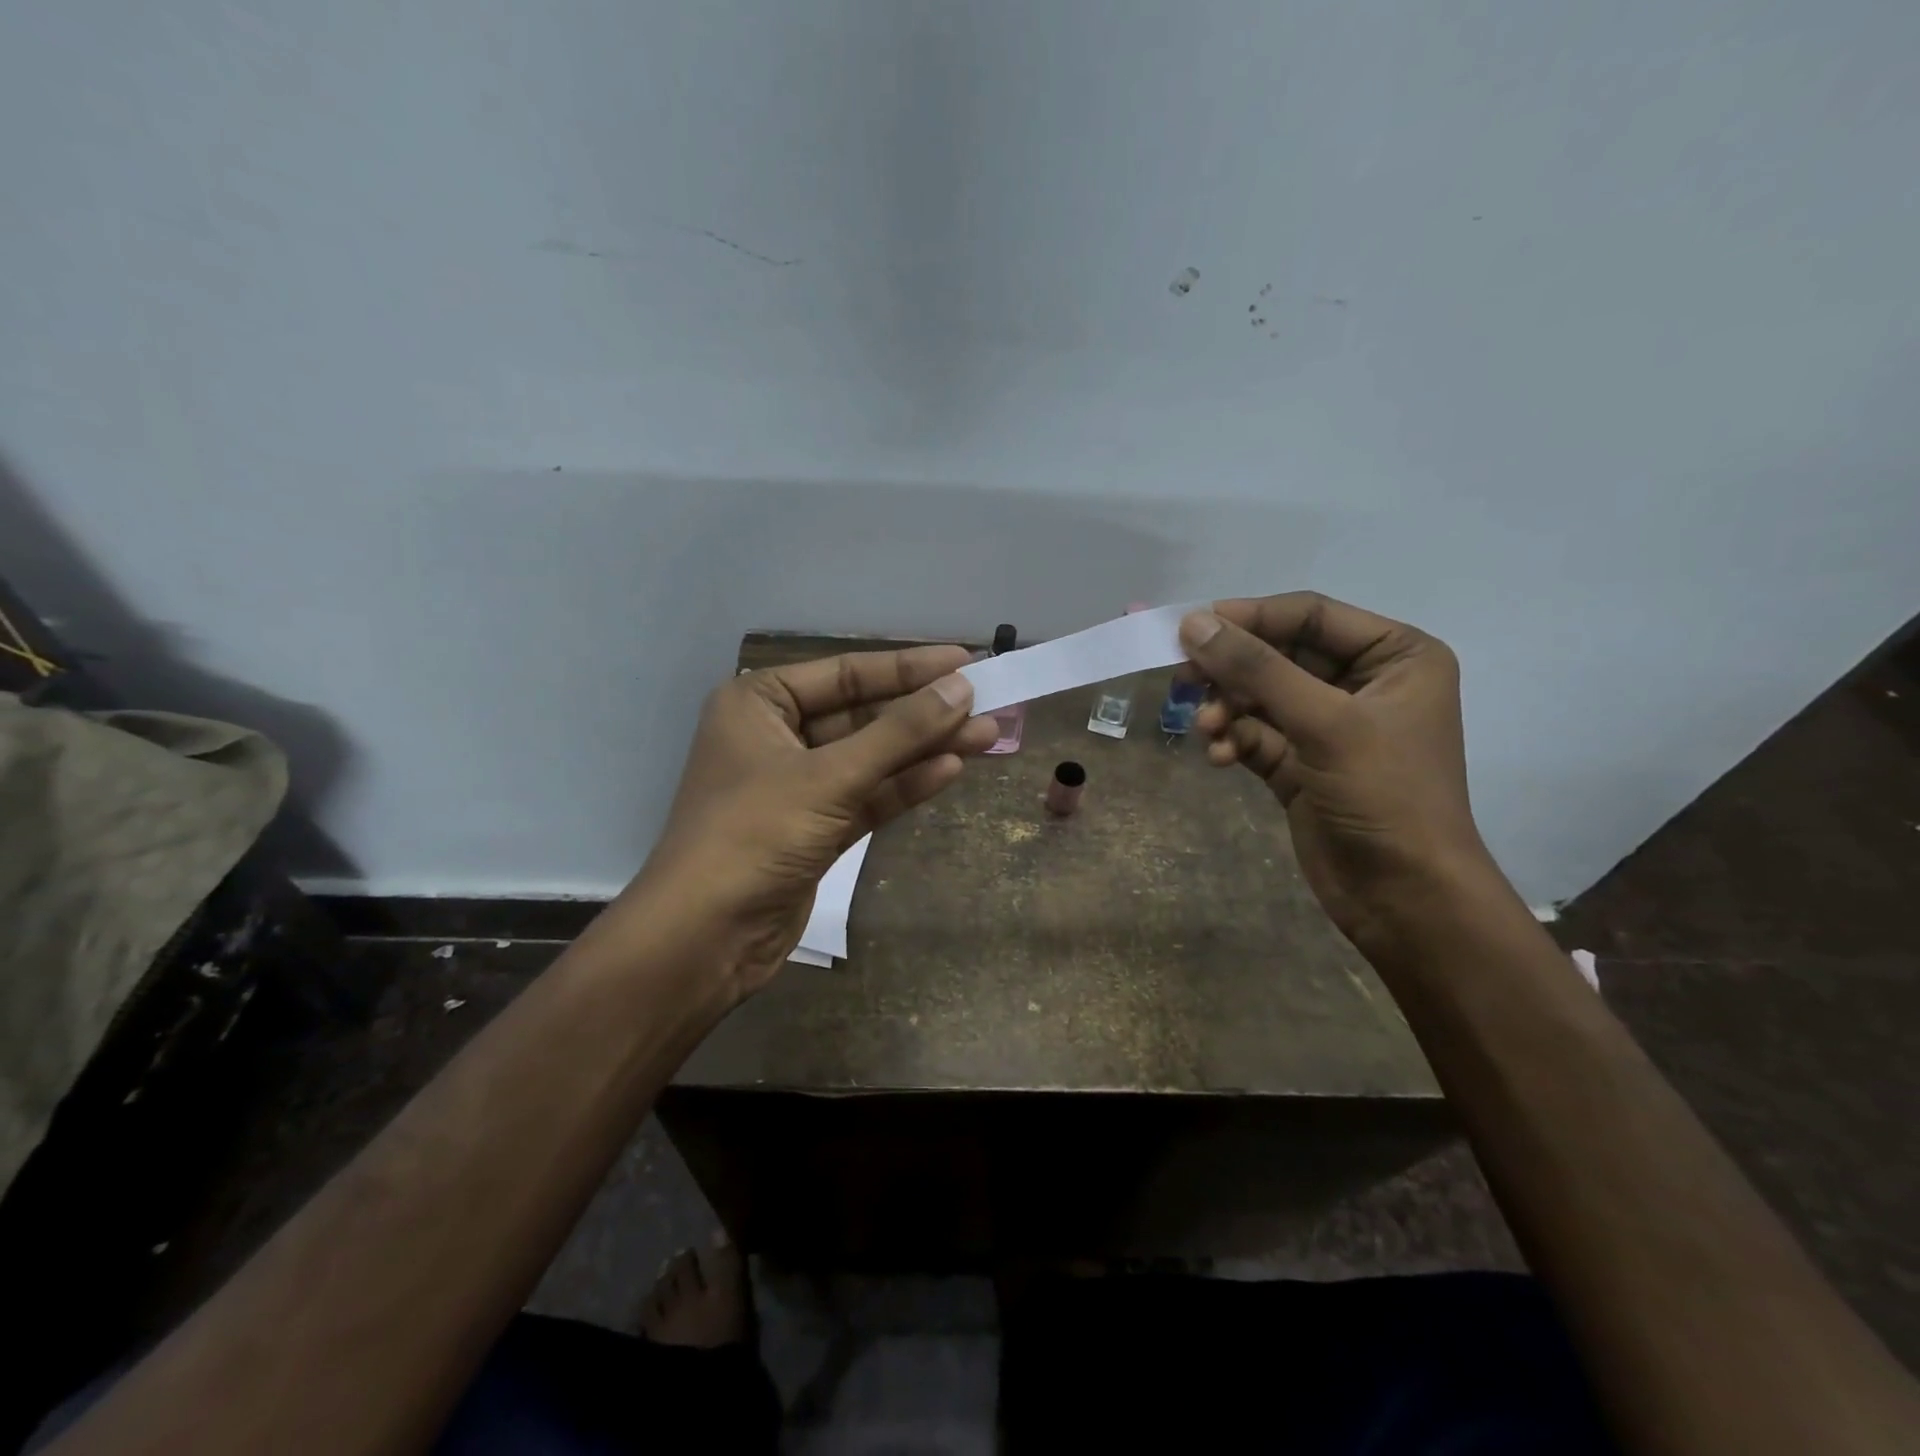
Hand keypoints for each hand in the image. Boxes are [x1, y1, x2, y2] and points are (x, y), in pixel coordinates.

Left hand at [617, 644, 997, 998]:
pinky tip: (951, 769)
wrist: (705, 939)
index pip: (845, 672)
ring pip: (871, 758)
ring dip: (925, 748)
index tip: (964, 661)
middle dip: (923, 712)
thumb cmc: (755, 835)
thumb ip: (899, 732)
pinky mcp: (815, 829)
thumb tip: (961, 689)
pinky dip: (905, 784)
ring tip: (987, 735)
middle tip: (986, 701)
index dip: (908, 667)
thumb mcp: (830, 777)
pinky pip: (868, 796)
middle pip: (862, 715)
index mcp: (759, 703)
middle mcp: (776, 736)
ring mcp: (797, 786)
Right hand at [1178, 593, 1501, 952]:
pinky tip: (1220, 757)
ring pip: (1260, 696)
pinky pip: (1256, 734)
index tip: (1191, 627)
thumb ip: (1257, 668)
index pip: (1309, 616)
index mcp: (1395, 656)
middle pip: (1278, 655)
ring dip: (1228, 708)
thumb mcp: (1324, 722)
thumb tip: (1193, 623)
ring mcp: (1329, 725)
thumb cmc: (1384, 796)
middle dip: (1232, 670)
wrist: (1404, 898)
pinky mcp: (1301, 763)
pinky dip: (1234, 740)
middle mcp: (1363, 682)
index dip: (1250, 617)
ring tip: (1206, 729)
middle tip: (1183, 679)